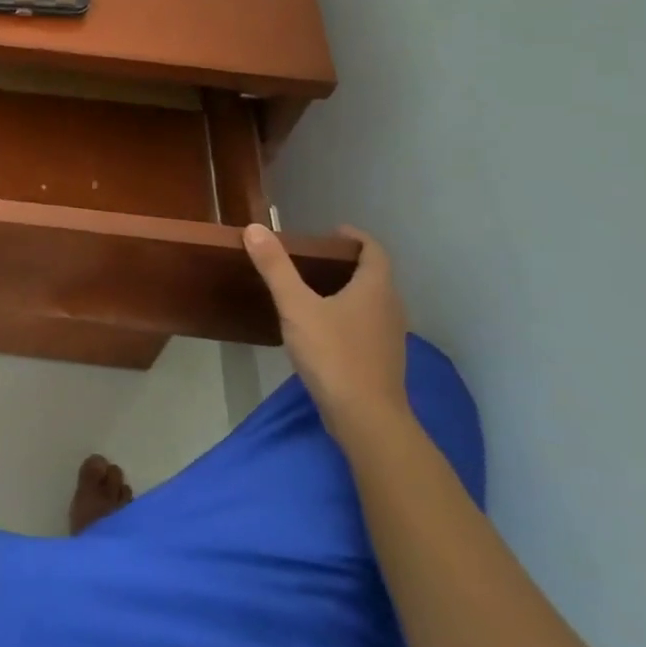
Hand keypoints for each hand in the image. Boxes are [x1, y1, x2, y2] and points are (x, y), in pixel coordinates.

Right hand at [243, 223, 412, 441]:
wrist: (366, 418)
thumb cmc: (333, 354)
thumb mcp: (296, 307)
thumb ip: (275, 268)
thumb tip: (255, 228)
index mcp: (375, 288)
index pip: (374, 250)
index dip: (355, 238)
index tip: (332, 233)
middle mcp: (390, 307)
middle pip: (375, 275)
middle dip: (348, 263)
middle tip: (314, 260)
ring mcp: (390, 336)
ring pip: (372, 302)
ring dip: (350, 291)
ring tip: (315, 291)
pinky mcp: (383, 360)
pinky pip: (368, 325)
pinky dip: (350, 316)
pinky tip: (323, 329)